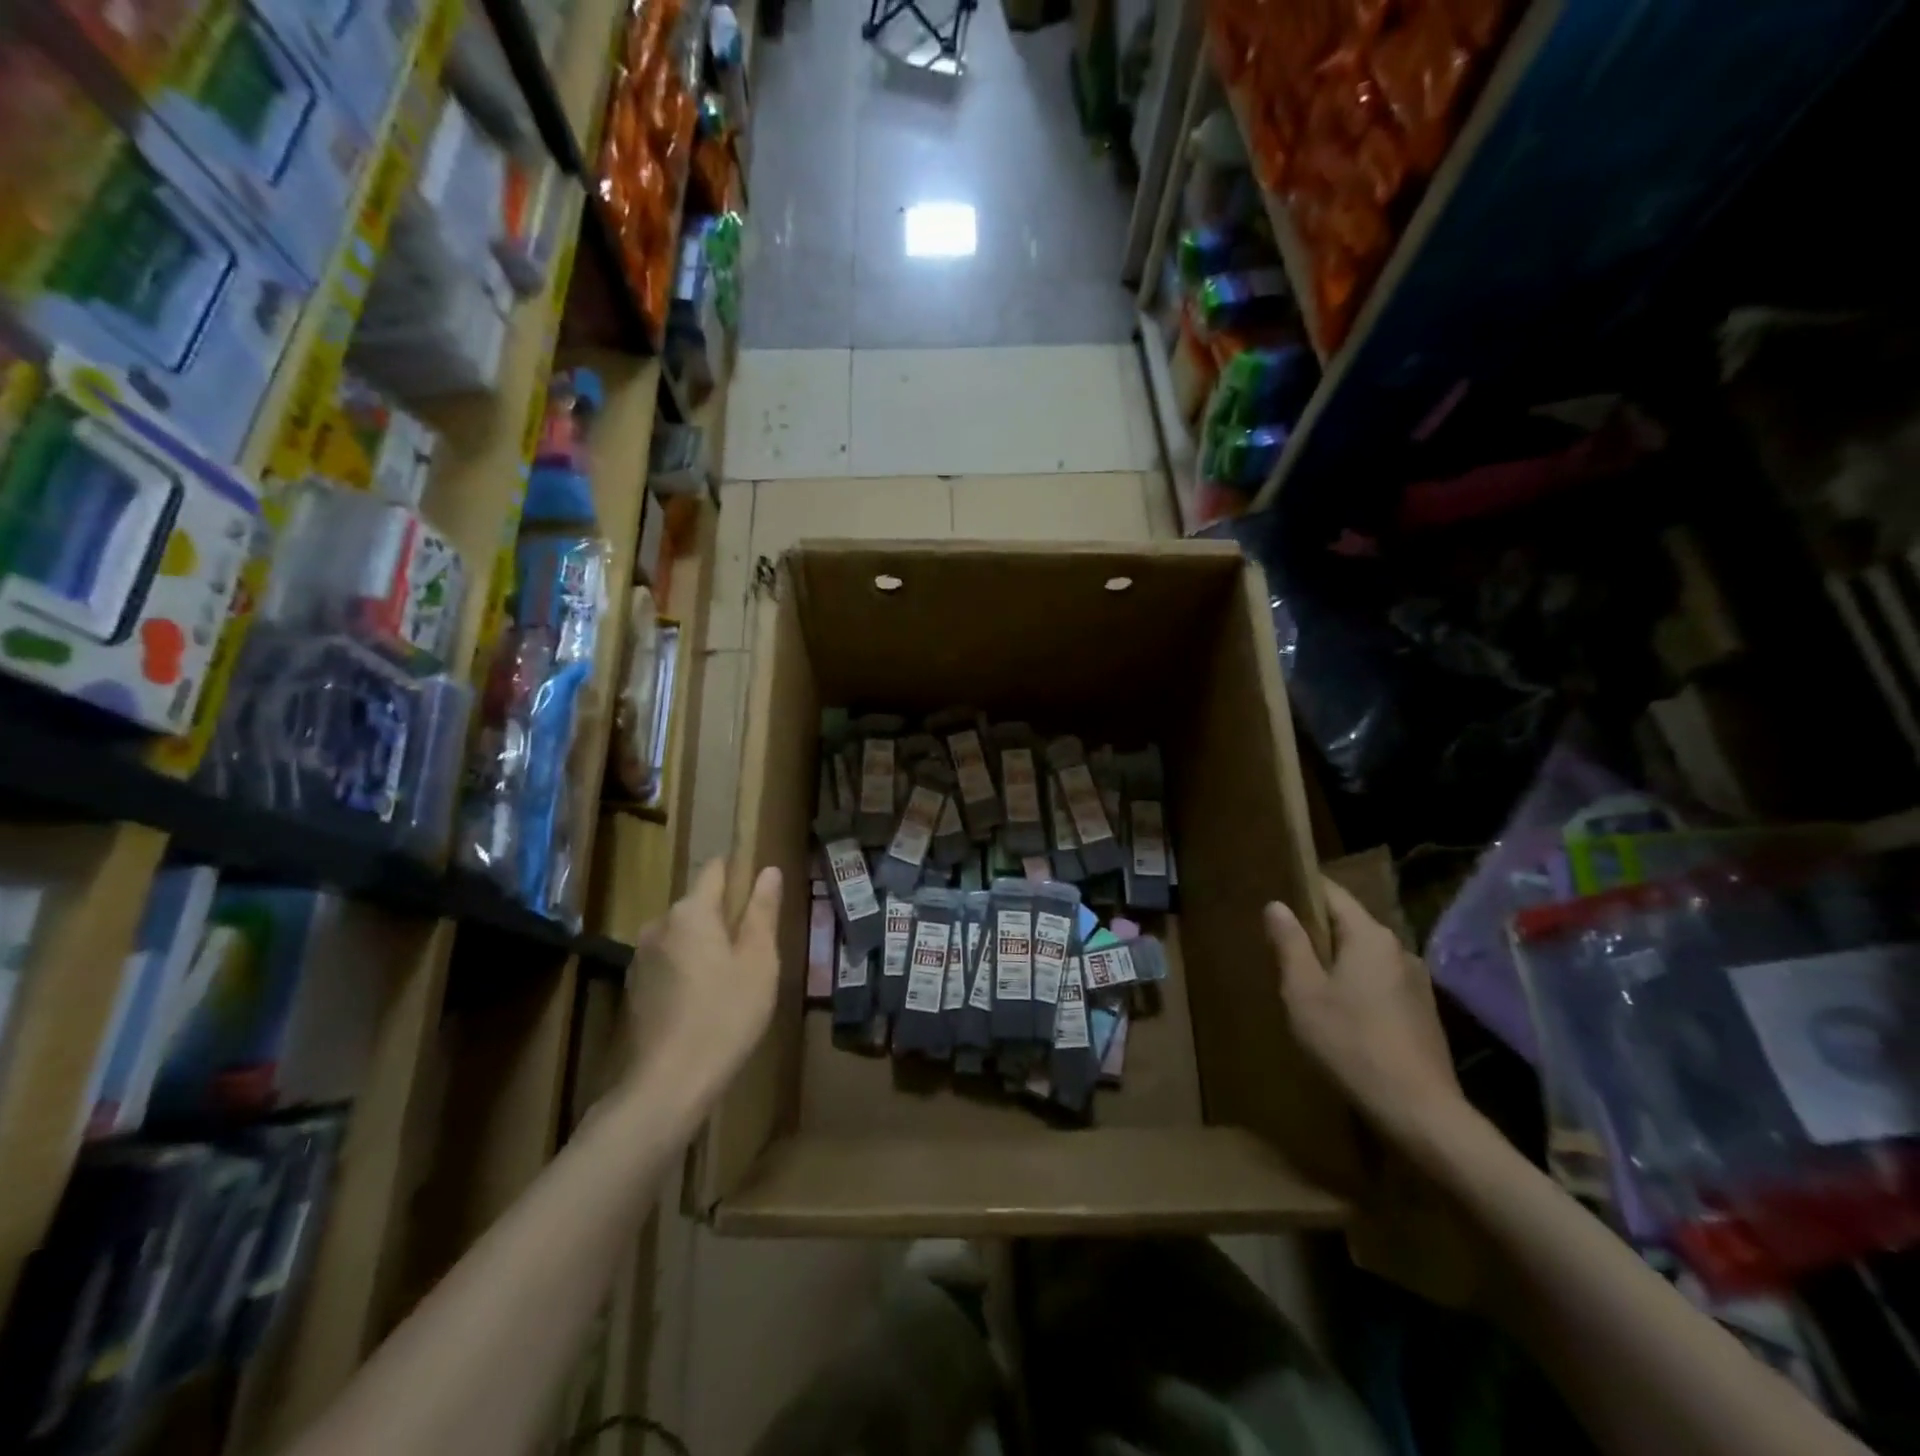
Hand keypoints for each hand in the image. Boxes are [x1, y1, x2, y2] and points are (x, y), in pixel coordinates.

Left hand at [625, 859, 782, 1103]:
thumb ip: (762, 912)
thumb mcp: (759, 962)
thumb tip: (768, 871)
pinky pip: (668, 961)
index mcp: (690, 912)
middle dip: (725, 916)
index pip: (715, 870)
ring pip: (683, 934)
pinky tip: (706, 999)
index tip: (759, 890)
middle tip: (755, 947)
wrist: (667, 1085)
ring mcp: (641, 957)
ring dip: (706, 944)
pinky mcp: (634, 988)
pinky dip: (688, 968)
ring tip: (733, 976)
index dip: (738, 871)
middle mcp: (659, 925)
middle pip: (698, 904)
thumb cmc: (725, 1016)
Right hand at [1265, 878, 1465, 1143]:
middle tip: (1282, 944)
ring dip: (1338, 961)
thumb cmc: (1351, 1043)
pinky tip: (1341, 1013)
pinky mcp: (1423, 1013)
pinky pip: (1381, 982)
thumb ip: (1290, 944)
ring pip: (1366, 956)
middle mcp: (1399, 949)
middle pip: (1351, 924)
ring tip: (1307, 981)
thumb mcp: (1303, 992)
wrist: (1419, 1112)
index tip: (1275, 892)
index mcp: (1370, 936)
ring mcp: (1417, 982)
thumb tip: (1277, 905)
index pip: (1332, 893)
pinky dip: (1357, 985)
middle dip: (1317, 930)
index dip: (1303, 888)